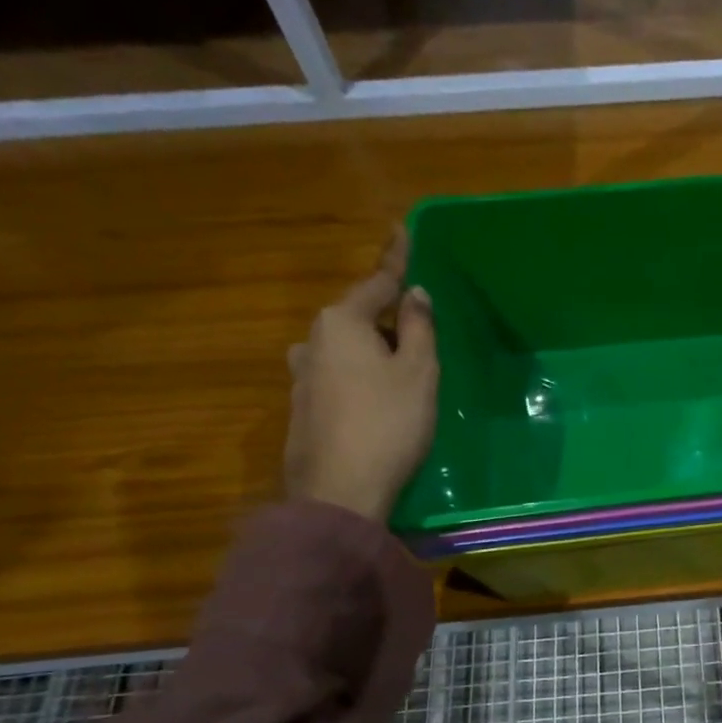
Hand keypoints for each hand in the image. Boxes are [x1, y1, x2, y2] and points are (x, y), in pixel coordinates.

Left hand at [284, 228, 438, 522]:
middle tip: (419, 329)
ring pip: (346, 348)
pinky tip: (378, 401)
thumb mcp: (418, 372)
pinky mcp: (302, 408)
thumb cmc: (389, 423)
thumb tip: (414, 295)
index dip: (396, 259)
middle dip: (387, 316)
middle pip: (358, 316)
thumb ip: (417, 328)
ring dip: (373, 350)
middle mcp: (313, 341)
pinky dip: (360, 376)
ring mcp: (301, 376)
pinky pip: (338, 375)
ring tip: (402, 370)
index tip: (400, 230)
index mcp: (341, 322)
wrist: (340, 492)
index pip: (377, 282)